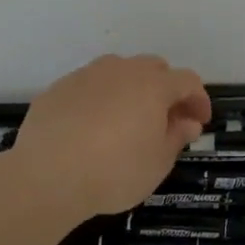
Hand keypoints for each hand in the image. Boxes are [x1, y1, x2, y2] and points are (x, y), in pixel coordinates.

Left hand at [9, 55, 211, 222]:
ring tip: (127, 121)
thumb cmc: (114, 171)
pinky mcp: (58, 88)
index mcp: (153, 85)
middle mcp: (122, 70)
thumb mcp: (157, 163)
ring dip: (131, 90)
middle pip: (153, 68)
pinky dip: (99, 100)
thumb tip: (187, 122)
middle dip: (165, 89)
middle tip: (165, 119)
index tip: (199, 122)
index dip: (198, 99)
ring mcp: (87, 75)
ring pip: (119, 72)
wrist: (45, 176)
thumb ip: (176, 137)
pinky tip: (91, 128)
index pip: (187, 81)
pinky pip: (89, 86)